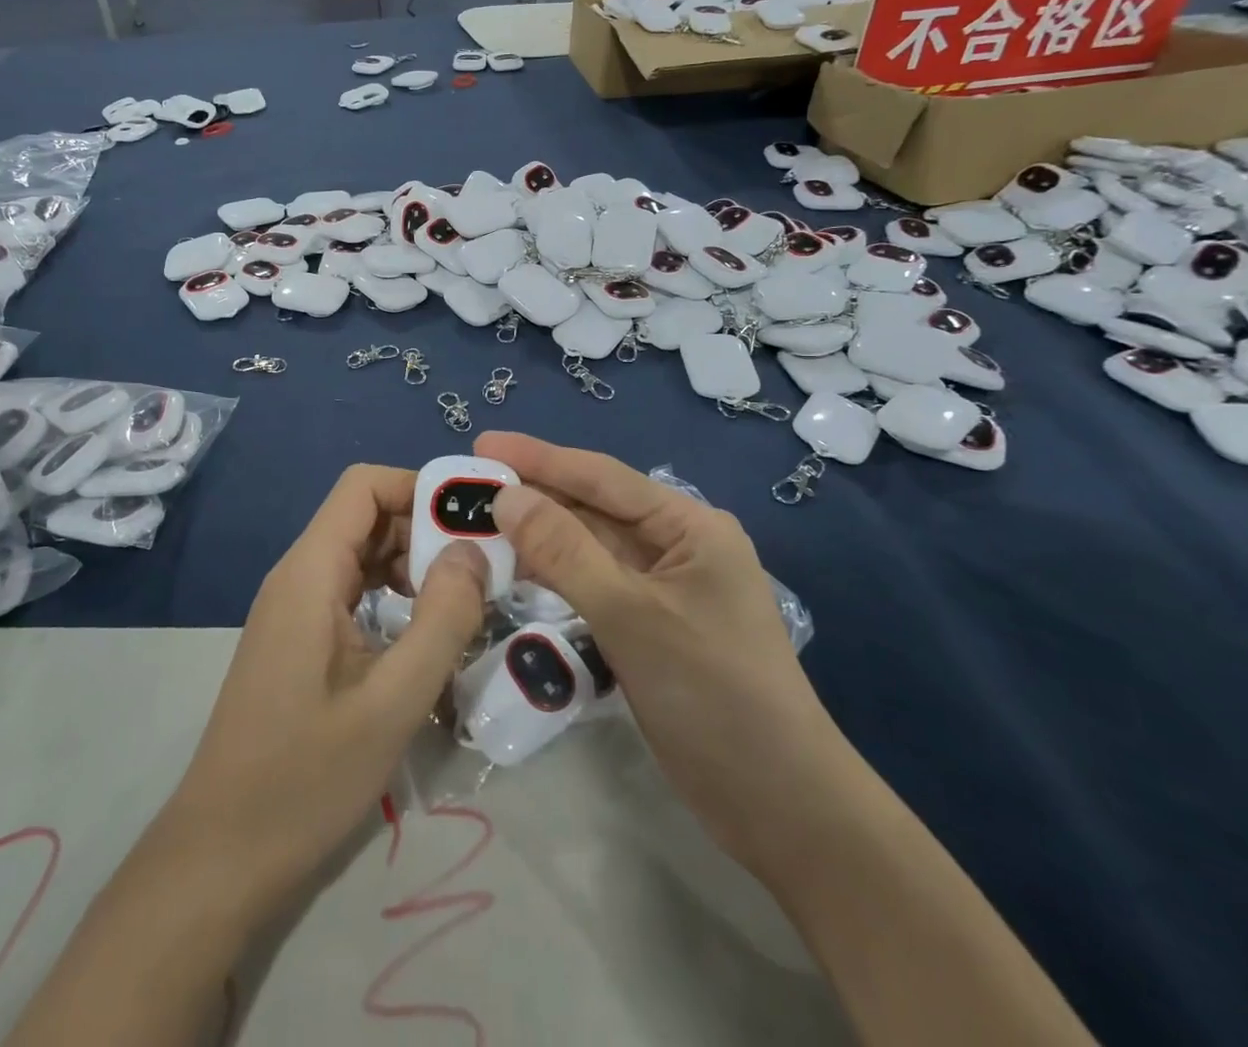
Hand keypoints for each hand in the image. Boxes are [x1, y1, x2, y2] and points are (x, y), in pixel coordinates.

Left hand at [158, 464, 487, 919]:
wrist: (222, 856)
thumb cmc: (305, 778)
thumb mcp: (392, 701)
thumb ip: (441, 618)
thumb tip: (474, 550)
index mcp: (310, 572)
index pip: (364, 485)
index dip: (419, 487)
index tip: (473, 521)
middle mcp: (298, 576)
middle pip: (366, 517)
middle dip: (425, 531)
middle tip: (484, 570)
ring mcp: (295, 610)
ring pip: (361, 556)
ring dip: (413, 568)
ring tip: (464, 603)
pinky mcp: (298, 641)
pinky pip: (352, 593)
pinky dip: (393, 598)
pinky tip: (425, 637)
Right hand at [475, 432, 855, 877]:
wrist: (779, 805)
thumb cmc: (714, 695)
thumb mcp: (633, 616)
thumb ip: (565, 552)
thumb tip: (506, 497)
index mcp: (688, 526)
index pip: (601, 477)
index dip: (539, 457)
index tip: (483, 442)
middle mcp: (675, 546)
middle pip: (592, 509)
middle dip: (533, 496)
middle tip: (468, 487)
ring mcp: (661, 588)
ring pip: (588, 548)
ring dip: (538, 538)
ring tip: (477, 524)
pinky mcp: (648, 626)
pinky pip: (592, 585)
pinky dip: (553, 576)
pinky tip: (513, 571)